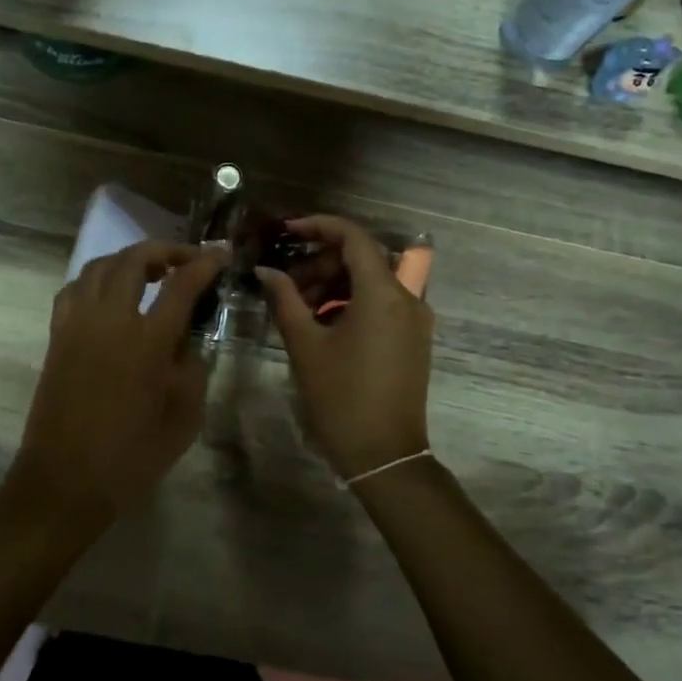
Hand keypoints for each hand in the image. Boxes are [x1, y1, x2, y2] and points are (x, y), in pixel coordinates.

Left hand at [9, 242, 224, 526]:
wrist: (65, 480)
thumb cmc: (131, 456)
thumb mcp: (184, 418)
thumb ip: (192, 369)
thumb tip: (186, 340)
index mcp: (147, 342)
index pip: (181, 284)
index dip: (205, 263)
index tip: (221, 255)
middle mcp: (109, 321)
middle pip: (134, 260)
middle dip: (165, 250)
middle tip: (187, 260)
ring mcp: (77, 324)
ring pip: (99, 266)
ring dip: (128, 259)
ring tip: (150, 272)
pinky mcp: (56, 336)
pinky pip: (74, 288)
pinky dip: (96, 279)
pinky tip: (110, 295)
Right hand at [255, 216, 433, 480]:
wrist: (383, 454)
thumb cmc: (341, 397)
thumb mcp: (305, 345)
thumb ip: (285, 300)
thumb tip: (266, 271)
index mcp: (383, 293)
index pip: (354, 237)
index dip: (319, 226)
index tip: (287, 232)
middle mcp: (407, 297)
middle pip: (363, 257)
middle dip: (323, 261)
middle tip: (288, 283)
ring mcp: (415, 319)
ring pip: (373, 280)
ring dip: (335, 282)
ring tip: (299, 306)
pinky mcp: (413, 338)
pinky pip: (383, 302)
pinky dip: (352, 301)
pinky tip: (323, 322)